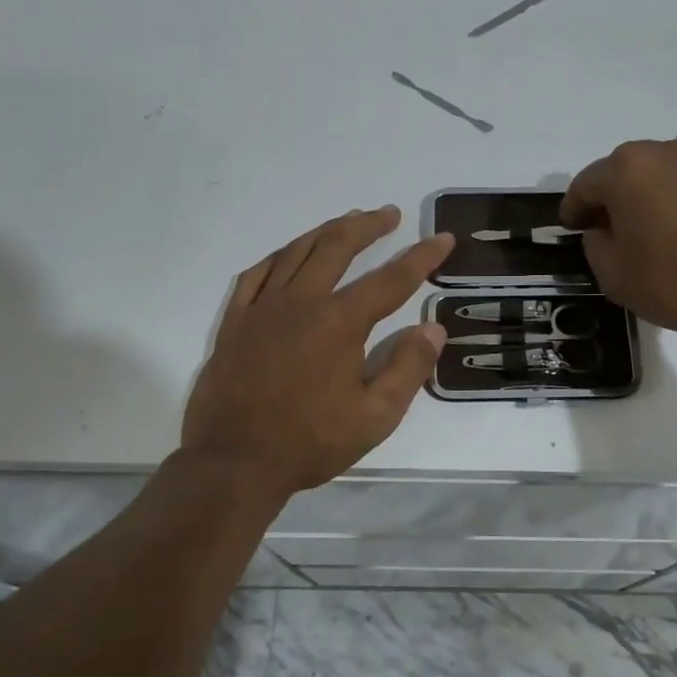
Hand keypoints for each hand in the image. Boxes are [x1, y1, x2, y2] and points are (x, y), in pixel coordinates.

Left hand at [182, 206, 453, 494]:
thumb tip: (433, 328)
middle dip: (368, 225)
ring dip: (326, 231)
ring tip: (347, 221)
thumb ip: (408, 368)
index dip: (421, 256)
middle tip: (388, 214)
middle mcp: (301, 302)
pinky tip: (289, 254)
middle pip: (338, 246)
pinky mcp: (234, 321)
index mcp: (339, 323)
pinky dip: (279, 256)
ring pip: (296, 251)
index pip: (391, 279)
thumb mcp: (375, 417)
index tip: (442, 238)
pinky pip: (256, 274)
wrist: (234, 463)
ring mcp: (262, 308)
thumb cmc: (310, 443)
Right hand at [561, 139, 676, 352]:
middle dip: (608, 198)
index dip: (573, 210)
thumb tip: (602, 229)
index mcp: (625, 169)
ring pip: (654, 174)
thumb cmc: (672, 282)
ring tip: (643, 231)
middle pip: (620, 172)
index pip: (584, 185)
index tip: (571, 229)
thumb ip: (594, 242)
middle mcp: (661, 152)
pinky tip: (675, 231)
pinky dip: (671, 200)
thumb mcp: (611, 273)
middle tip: (604, 230)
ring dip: (641, 196)